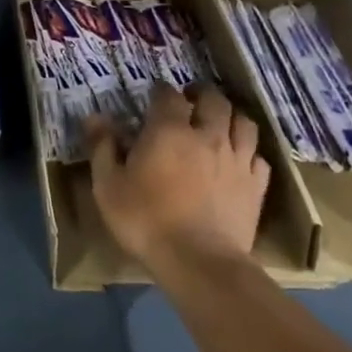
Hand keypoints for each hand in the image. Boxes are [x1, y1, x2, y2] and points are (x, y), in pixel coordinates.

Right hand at [87, 85, 269, 272]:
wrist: (199, 261)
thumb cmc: (145, 220)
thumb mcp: (108, 185)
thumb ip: (102, 147)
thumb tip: (93, 117)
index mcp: (168, 130)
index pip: (168, 95)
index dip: (161, 91)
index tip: (154, 94)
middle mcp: (207, 135)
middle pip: (214, 100)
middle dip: (202, 94)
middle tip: (191, 99)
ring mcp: (236, 159)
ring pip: (244, 122)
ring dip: (231, 116)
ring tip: (220, 121)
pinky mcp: (256, 185)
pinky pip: (258, 157)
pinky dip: (248, 151)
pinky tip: (240, 159)